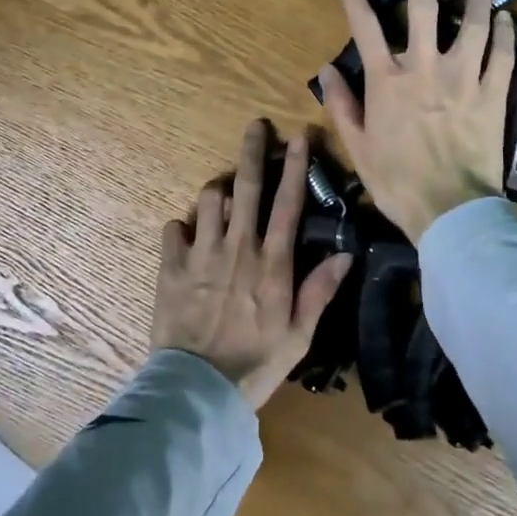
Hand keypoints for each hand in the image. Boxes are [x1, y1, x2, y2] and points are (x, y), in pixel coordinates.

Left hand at [152, 121, 353, 408]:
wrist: (198, 389)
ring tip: (222, 200)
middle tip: (256, 126)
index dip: (296, 166)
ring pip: (208, 198)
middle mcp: (237, 247)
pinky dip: (181, 226)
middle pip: (246, 186)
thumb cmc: (256, 364)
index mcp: (272, 263)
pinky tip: (187, 237)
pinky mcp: (170, 266)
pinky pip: (173, 227)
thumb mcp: (299, 335)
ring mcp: (201, 254)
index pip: (288, 203)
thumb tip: (345, 255)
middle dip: (253, 150)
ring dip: (217, 192)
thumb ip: (320, 291)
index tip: (299, 136)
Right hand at [316, 0, 513, 241]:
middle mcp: (425, 68)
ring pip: (473, 25)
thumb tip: (325, 70)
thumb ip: (341, 105)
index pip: (365, 27)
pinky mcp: (493, 95)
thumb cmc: (396, 181)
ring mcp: (464, 79)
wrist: (450, 211)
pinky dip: (505, 35)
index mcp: (387, 81)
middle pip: (425, 9)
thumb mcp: (357, 146)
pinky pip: (503, 57)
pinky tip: (505, 19)